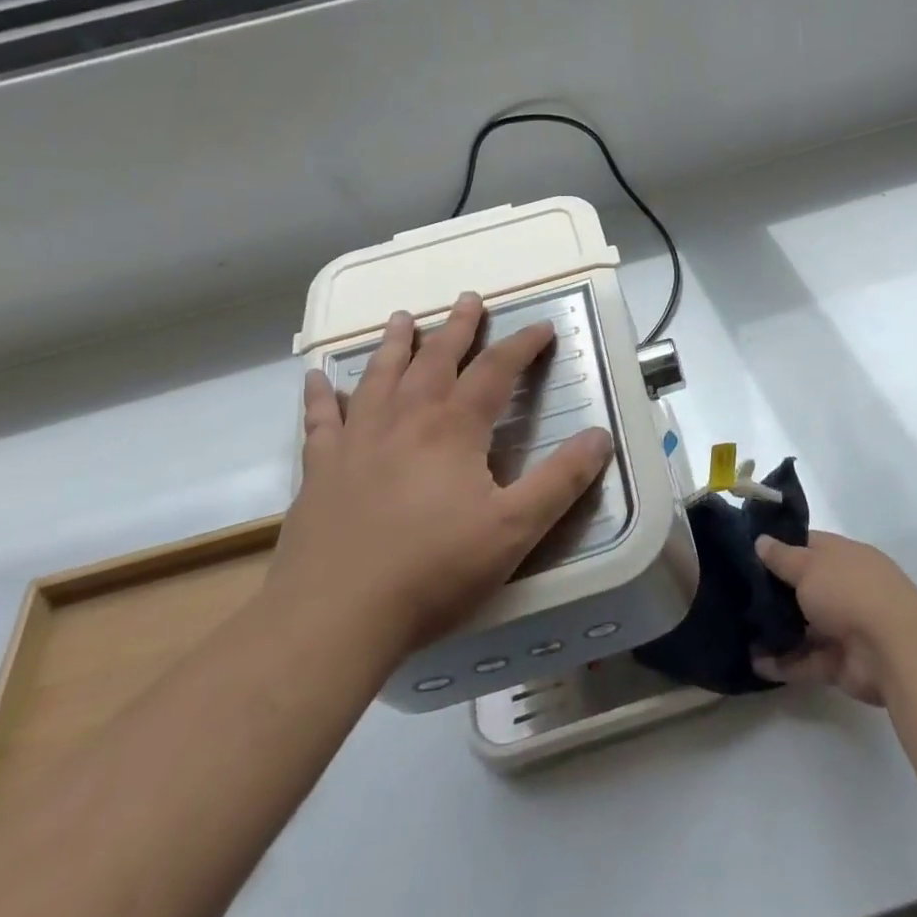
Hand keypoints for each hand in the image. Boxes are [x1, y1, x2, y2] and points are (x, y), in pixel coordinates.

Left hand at [270, 291, 614, 664]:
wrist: (334, 618)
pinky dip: (320, 395)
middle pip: (435, 360)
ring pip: (379, 377)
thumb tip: (601, 436)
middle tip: (468, 299)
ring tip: (401, 318)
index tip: (542, 327)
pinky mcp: (320, 471)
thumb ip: (561, 480)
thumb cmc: (434, 571)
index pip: (495, 371)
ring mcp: (357, 442)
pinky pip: (320, 420)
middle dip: (457, 328)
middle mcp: (405, 420)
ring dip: (394, 345)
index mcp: (453, 429)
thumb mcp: (515, 528)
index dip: (522, 345)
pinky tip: (316, 378)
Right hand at [751, 531, 916, 706]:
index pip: (809, 545)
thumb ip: (782, 557)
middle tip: (737, 595)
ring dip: (776, 631)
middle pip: (804, 587)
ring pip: (804, 627)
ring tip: (740, 632)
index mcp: (844, 557)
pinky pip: (807, 661)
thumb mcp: (809, 566)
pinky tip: (754, 664)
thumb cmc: (849, 592)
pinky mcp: (841, 663)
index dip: (781, 547)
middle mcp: (845, 588)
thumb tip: (761, 541)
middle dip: (774, 593)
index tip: (749, 553)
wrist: (894, 650)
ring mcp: (845, 627)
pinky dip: (784, 664)